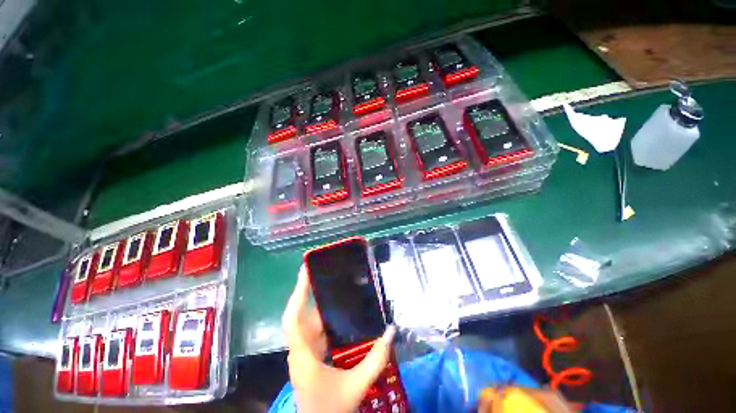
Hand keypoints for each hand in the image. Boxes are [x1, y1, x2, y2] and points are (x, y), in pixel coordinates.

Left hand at [282, 265, 395, 412]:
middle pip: (300, 314)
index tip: (306, 270)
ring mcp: (303, 352)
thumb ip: (376, 359)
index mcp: (303, 354)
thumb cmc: (331, 410)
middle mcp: (300, 349)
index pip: (293, 317)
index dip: (299, 292)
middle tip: (326, 272)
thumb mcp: (356, 386)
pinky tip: (339, 312)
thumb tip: (391, 331)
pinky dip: (324, 318)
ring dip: (319, 304)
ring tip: (335, 286)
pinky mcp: (310, 356)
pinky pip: (314, 330)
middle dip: (310, 291)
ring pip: (308, 321)